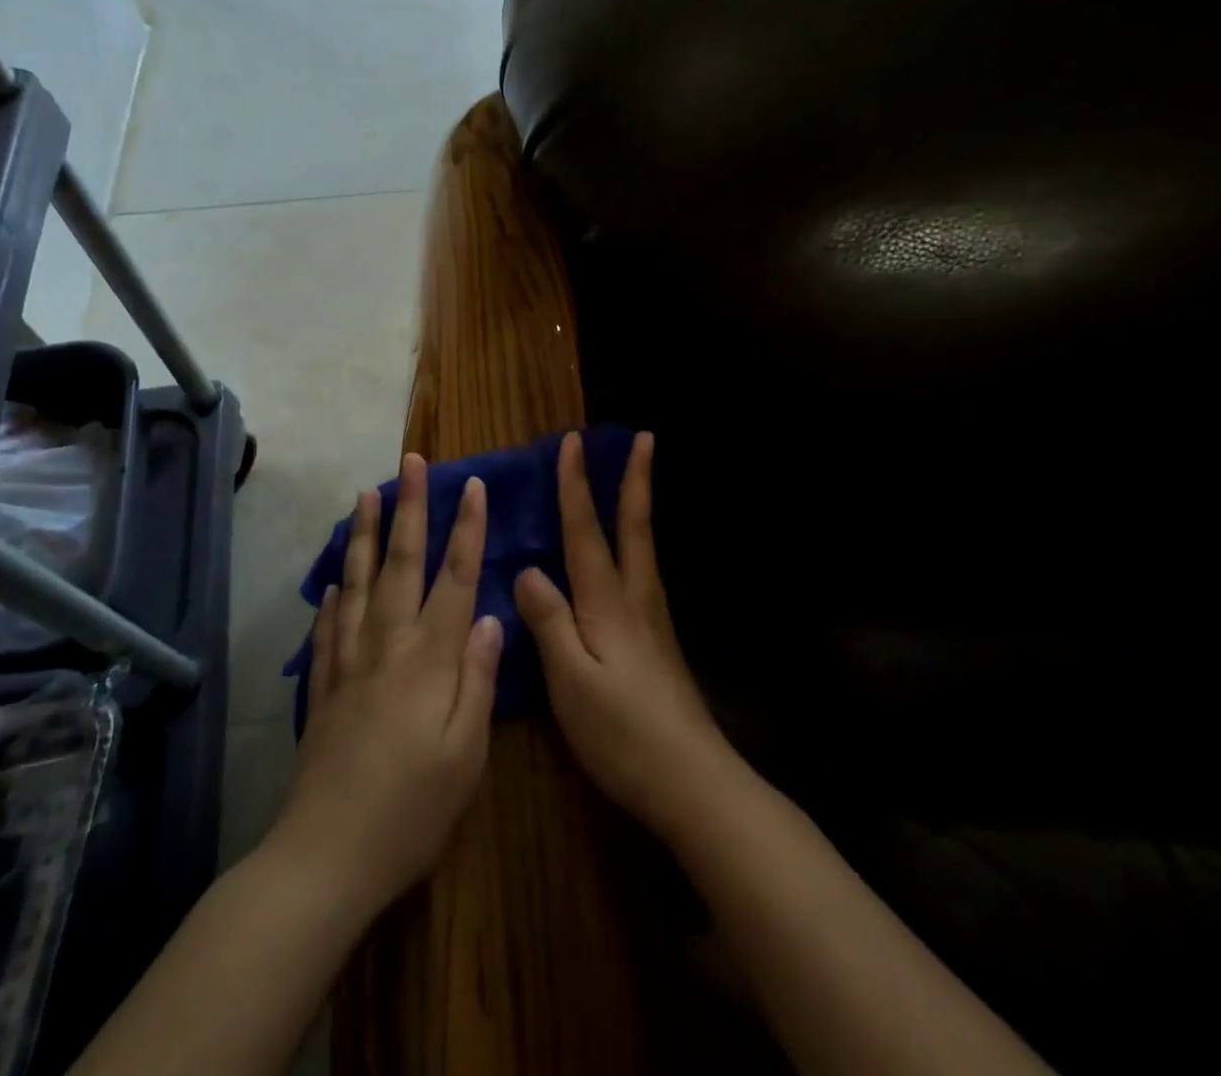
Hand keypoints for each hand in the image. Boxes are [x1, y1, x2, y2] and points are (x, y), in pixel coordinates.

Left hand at [272, 455, 503, 918]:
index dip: (467, 529)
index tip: (472, 486)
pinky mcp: (323, 689)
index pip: (454, 577)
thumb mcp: (466, 753)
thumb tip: (490, 619)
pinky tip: (333, 583)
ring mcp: (348, 663)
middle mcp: (387, 645)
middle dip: (409, 509)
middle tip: (410, 464)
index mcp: (429, 658)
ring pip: (358, 584)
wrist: (327, 856)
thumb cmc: (412, 809)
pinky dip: (332, 599)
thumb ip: (479, 680)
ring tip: (364, 495)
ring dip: (363, 536)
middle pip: (401, 563)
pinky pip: (327, 630)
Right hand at [515, 431, 726, 836]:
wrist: (692, 781)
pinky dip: (636, 541)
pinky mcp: (659, 641)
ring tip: (635, 480)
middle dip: (635, 480)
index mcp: (608, 602)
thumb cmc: (623, 733)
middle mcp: (635, 599)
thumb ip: (550, 622)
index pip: (586, 531)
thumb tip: (528, 569)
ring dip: (638, 505)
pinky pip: (642, 572)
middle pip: (633, 527)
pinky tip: (629, 555)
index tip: (573, 442)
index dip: (577, 486)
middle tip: (644, 439)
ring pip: (642, 547)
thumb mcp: (572, 681)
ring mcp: (653, 619)